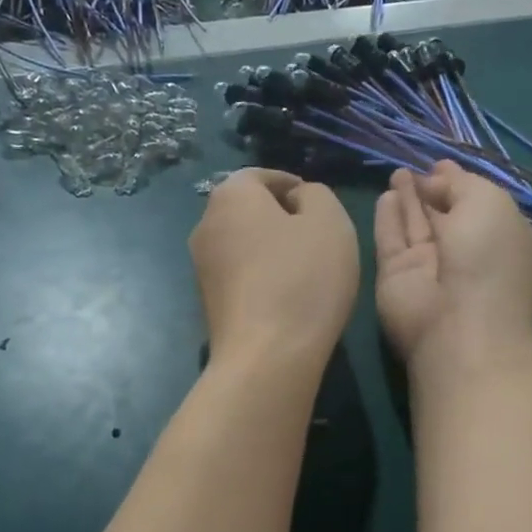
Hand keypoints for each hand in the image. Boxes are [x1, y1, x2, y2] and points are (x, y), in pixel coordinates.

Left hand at [191, 168, 359, 378]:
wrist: (266, 356)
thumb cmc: (303, 279)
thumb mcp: (330, 221)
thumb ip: (316, 194)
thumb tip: (297, 199)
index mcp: (230, 195)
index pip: (261, 175)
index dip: (292, 184)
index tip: (318, 205)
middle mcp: (205, 225)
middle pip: (248, 209)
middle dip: (280, 217)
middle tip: (317, 237)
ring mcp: (202, 266)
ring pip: (243, 243)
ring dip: (271, 248)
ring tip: (306, 269)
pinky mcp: (207, 301)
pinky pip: (240, 274)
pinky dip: (262, 276)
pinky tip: (286, 296)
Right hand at [374, 161, 531, 381]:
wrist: (457, 325)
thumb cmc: (488, 258)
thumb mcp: (489, 203)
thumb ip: (462, 183)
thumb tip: (435, 178)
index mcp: (499, 236)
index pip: (476, 203)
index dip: (458, 182)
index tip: (440, 164)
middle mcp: (465, 251)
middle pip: (444, 214)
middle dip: (431, 190)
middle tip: (415, 168)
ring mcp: (429, 266)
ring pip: (415, 225)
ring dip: (407, 199)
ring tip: (396, 173)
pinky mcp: (396, 276)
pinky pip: (390, 240)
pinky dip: (388, 218)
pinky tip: (385, 196)